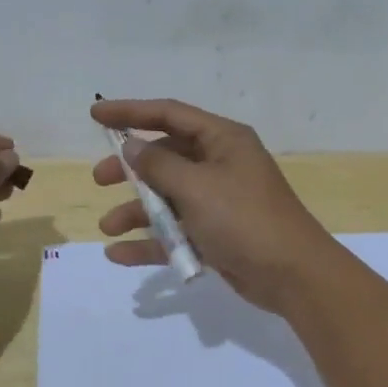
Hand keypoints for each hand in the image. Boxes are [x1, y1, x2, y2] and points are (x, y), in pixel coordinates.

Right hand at [91, 99, 338, 311]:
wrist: (292, 274)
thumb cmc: (244, 219)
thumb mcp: (197, 187)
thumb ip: (159, 165)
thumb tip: (132, 146)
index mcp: (222, 140)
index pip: (169, 115)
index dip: (131, 112)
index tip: (95, 114)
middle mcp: (219, 164)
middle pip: (165, 157)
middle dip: (131, 169)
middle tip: (100, 179)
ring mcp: (218, 201)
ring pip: (167, 198)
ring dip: (137, 210)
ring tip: (108, 227)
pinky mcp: (216, 234)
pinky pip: (175, 231)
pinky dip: (150, 241)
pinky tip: (119, 255)